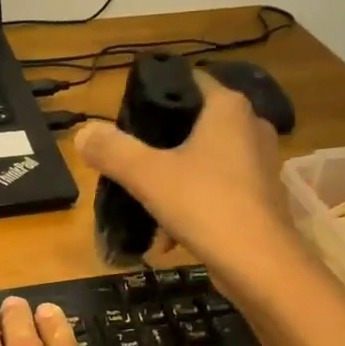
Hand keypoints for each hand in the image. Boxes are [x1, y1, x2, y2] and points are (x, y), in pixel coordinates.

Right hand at [74, 69, 296, 280]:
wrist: (260, 264)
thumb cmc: (206, 206)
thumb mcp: (148, 176)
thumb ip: (113, 151)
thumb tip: (83, 132)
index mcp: (227, 108)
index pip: (187, 81)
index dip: (154, 96)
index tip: (127, 121)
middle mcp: (250, 126)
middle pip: (193, 125)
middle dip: (160, 148)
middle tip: (130, 166)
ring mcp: (260, 162)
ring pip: (204, 162)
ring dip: (174, 183)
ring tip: (147, 208)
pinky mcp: (262, 196)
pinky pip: (218, 190)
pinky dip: (194, 206)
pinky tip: (171, 236)